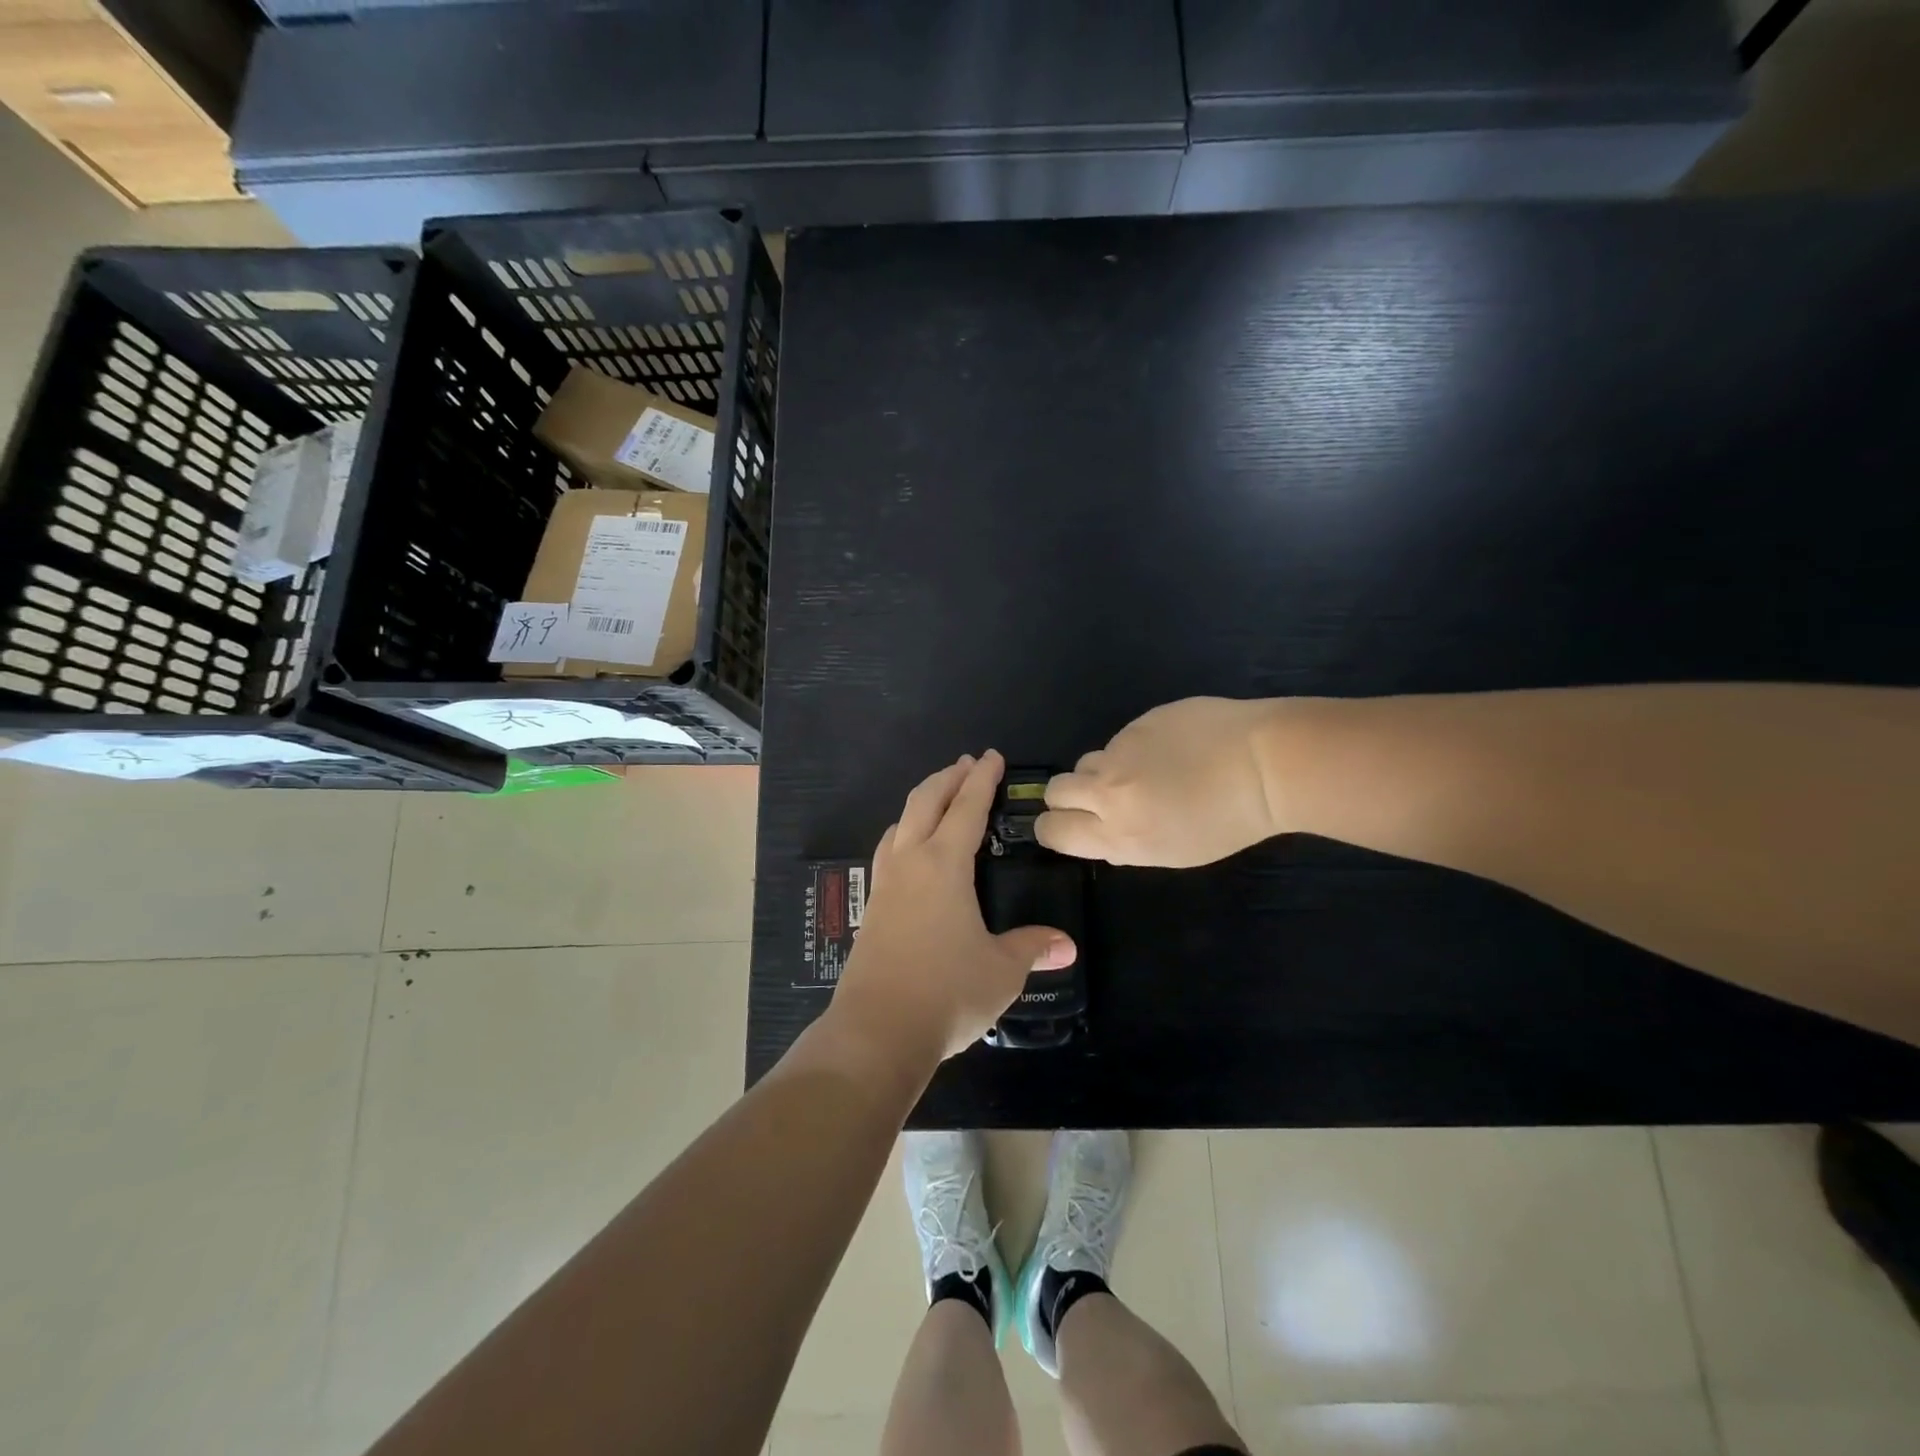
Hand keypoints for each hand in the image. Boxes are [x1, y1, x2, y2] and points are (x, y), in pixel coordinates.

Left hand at [833, 750, 1077, 1059]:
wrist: (877, 1031)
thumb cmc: (947, 992)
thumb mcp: (1001, 971)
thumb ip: (1031, 948)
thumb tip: (1066, 945)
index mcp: (944, 865)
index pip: (967, 807)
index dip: (982, 780)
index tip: (992, 757)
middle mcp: (911, 863)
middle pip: (925, 801)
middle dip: (948, 778)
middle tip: (967, 764)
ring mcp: (885, 884)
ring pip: (901, 822)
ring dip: (922, 801)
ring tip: (938, 798)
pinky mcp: (871, 908)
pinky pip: (889, 851)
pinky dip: (904, 833)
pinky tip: (909, 851)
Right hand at [1037, 697, 1282, 866]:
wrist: (1267, 764)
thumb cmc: (1229, 822)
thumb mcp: (1173, 852)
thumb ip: (1127, 843)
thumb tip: (1105, 832)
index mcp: (1119, 834)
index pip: (1052, 829)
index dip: (1053, 828)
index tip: (1069, 826)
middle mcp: (1109, 792)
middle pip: (1056, 790)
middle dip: (1069, 796)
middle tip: (1100, 799)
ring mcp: (1121, 751)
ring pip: (1088, 761)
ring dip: (1104, 771)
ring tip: (1146, 773)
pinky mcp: (1138, 722)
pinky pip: (1121, 739)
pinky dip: (1136, 748)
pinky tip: (1172, 751)